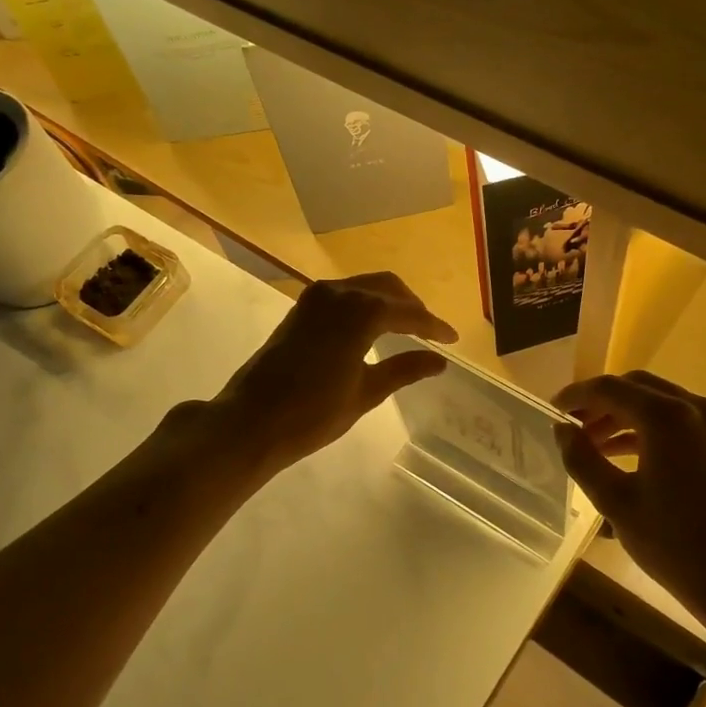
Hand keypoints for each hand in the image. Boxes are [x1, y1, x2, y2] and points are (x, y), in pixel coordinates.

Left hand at [210, 273, 455, 476]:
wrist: (252, 420)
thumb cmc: (313, 413)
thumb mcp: (366, 393)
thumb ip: (404, 370)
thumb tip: (439, 361)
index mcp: (361, 312)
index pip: (408, 313)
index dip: (434, 326)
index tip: (454, 339)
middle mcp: (339, 293)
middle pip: (387, 287)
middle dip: (412, 307)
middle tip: (432, 332)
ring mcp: (316, 298)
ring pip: (364, 286)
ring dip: (388, 302)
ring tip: (408, 329)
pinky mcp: (301, 309)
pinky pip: (344, 294)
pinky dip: (365, 304)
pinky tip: (373, 327)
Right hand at [553, 371, 705, 609]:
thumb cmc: (674, 544)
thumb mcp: (615, 502)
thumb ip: (582, 458)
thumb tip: (562, 429)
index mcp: (666, 417)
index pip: (610, 388)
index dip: (576, 396)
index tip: (552, 411)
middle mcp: (694, 408)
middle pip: (636, 388)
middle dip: (600, 403)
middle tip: (571, 426)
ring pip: (658, 402)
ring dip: (623, 415)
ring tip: (592, 444)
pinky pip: (678, 420)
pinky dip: (648, 428)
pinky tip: (625, 453)